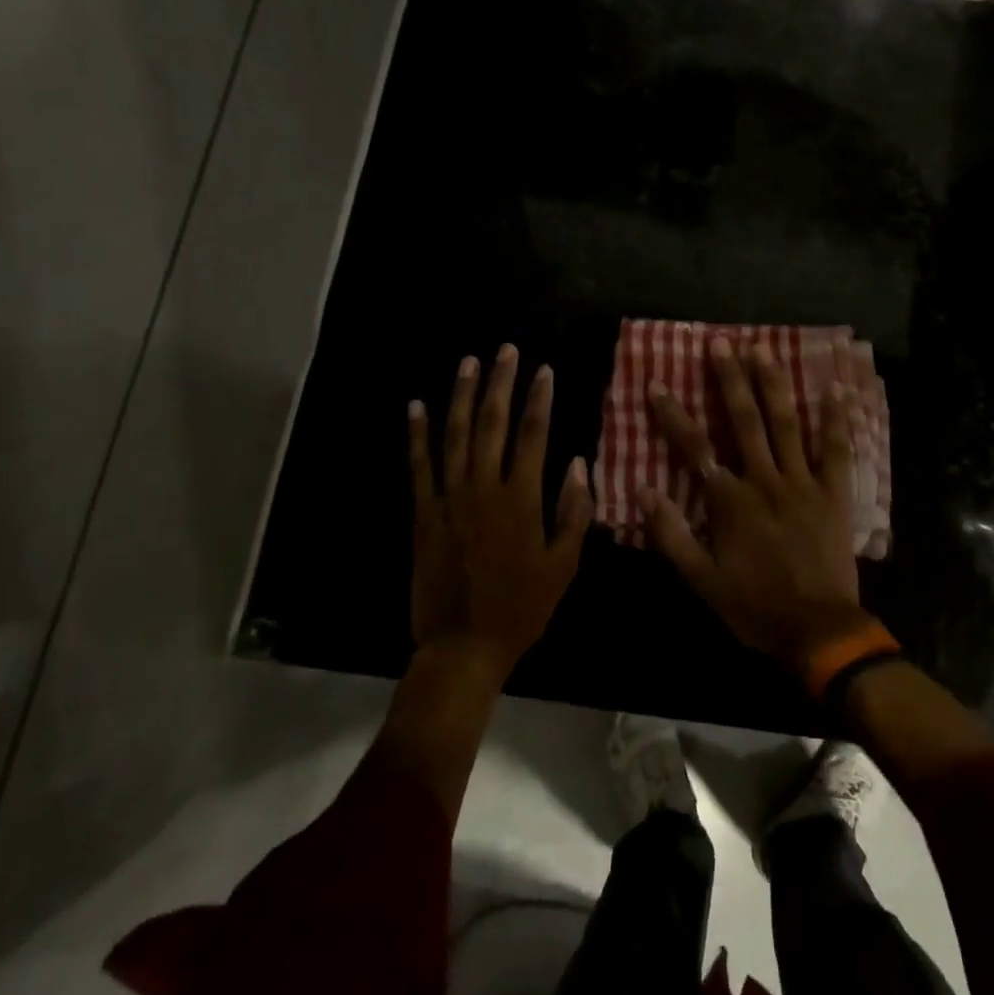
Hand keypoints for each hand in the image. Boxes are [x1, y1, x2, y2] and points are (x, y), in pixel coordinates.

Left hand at [408, 345, 593, 675]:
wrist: (463, 644)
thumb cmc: (522, 607)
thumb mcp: (563, 565)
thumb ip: (573, 512)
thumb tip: (577, 464)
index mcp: (521, 498)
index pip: (533, 434)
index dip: (539, 398)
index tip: (544, 370)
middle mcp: (483, 487)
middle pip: (492, 422)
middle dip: (500, 382)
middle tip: (505, 350)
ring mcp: (448, 497)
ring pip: (454, 434)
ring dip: (461, 395)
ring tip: (468, 362)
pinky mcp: (422, 512)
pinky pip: (418, 465)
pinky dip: (417, 434)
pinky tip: (416, 406)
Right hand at [641, 336, 868, 673]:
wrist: (819, 630)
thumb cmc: (755, 607)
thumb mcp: (702, 581)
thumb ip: (671, 536)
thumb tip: (644, 492)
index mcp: (731, 501)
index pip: (695, 449)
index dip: (673, 415)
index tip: (657, 384)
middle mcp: (766, 481)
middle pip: (746, 422)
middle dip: (730, 380)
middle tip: (722, 344)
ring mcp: (804, 484)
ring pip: (787, 426)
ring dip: (774, 386)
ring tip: (764, 351)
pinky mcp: (834, 494)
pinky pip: (836, 451)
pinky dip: (835, 420)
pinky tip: (834, 389)